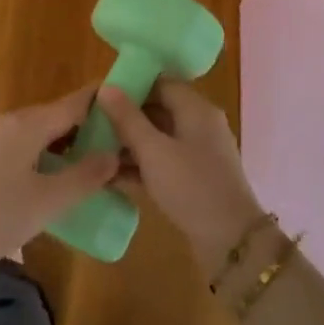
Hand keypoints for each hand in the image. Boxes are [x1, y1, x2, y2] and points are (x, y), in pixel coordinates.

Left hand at [0, 84, 117, 288]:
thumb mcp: (46, 202)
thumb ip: (84, 177)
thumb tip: (114, 153)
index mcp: (31, 123)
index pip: (79, 100)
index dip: (108, 102)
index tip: (136, 109)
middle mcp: (13, 122)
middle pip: (61, 117)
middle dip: (92, 131)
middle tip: (123, 152)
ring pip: (42, 136)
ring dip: (68, 149)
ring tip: (95, 173)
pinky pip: (25, 151)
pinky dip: (47, 161)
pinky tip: (55, 187)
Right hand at [96, 81, 265, 280]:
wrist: (231, 241)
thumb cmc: (191, 186)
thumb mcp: (153, 151)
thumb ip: (128, 119)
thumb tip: (106, 86)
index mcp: (196, 109)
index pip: (161, 82)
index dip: (131, 85)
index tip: (100, 95)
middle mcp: (200, 125)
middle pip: (159, 109)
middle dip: (126, 117)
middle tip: (91, 125)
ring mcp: (199, 153)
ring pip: (158, 138)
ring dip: (129, 144)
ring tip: (94, 151)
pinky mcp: (194, 179)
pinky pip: (163, 162)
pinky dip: (140, 166)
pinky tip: (110, 176)